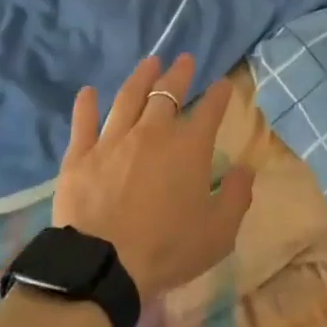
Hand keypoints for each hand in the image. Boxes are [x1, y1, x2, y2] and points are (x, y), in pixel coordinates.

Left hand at [54, 56, 254, 300]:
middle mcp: (151, 133)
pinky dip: (86, 104)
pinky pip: (83, 122)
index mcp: (188, 148)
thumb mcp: (219, 232)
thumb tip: (246, 169)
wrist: (104, 266)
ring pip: (128, 98)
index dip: (219, 95)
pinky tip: (88, 91)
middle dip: (179, 74)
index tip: (224, 84)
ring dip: (141, 77)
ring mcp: (112, 140)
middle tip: (184, 60)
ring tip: (149, 62)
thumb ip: (237, 196)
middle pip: (167, 93)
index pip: (209, 111)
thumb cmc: (168, 249)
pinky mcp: (80, 155)